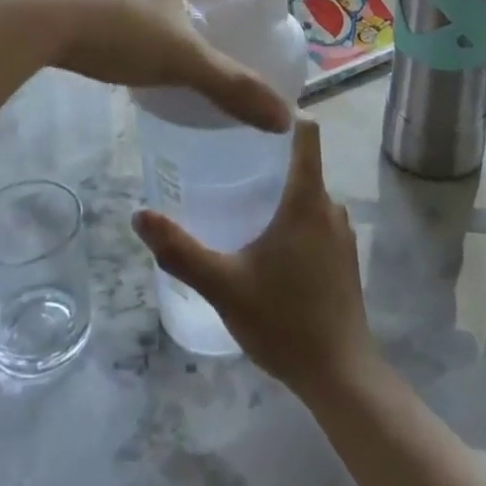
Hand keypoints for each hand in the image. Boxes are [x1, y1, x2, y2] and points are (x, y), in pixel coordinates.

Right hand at [134, 118, 377, 395]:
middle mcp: (330, 207)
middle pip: (303, 163)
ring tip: (241, 197)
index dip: (283, 115)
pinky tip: (267, 243)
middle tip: (228, 156)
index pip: (307, 133)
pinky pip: (317, 220)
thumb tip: (140, 215)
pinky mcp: (345, 259)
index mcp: (307, 199)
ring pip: (309, 195)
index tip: (252, 111)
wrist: (340, 375)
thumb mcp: (224, 285)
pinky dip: (294, 218)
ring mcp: (342, 234)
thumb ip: (181, 251)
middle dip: (269, 157)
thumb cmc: (284, 320)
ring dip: (280, 191)